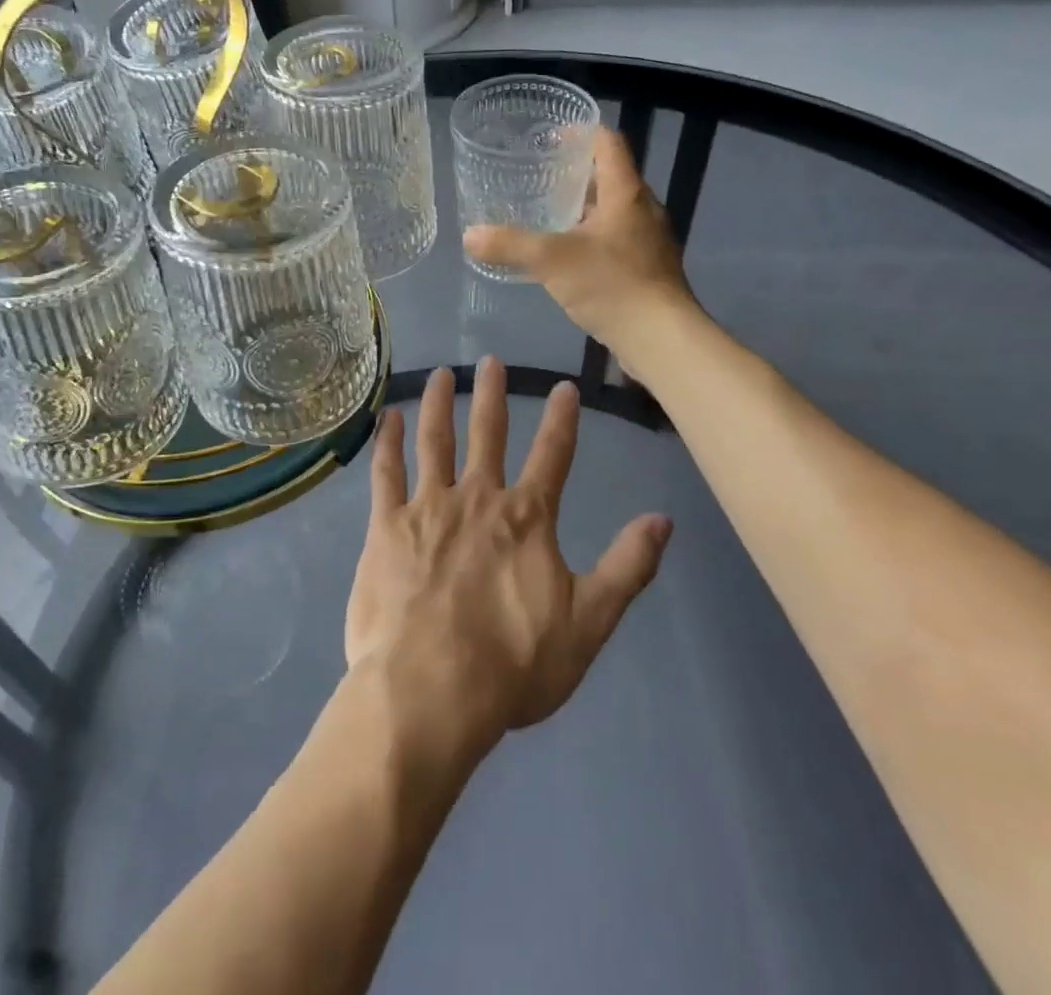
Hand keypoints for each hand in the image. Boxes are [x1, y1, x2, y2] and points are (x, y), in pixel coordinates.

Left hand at [345, 357, 672, 760]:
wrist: (431, 690)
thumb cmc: (513, 664)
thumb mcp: (588, 623)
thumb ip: (627, 567)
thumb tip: (663, 519)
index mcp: (527, 519)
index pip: (552, 455)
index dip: (562, 420)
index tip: (564, 386)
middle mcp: (478, 498)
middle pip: (488, 434)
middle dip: (493, 395)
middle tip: (491, 360)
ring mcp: (428, 507)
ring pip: (436, 441)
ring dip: (441, 404)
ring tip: (444, 374)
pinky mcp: (386, 526)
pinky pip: (387, 472)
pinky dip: (388, 442)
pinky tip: (388, 417)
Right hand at [463, 127, 696, 365]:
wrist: (662, 338)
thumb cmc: (612, 285)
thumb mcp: (552, 260)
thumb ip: (510, 245)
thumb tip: (470, 234)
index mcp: (626, 193)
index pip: (608, 143)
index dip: (580, 132)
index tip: (550, 137)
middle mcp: (644, 209)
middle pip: (610, 176)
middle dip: (576, 174)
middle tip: (539, 178)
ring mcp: (649, 241)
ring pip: (613, 211)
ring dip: (583, 209)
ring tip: (547, 216)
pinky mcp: (648, 269)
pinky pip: (616, 239)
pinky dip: (591, 238)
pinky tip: (568, 258)